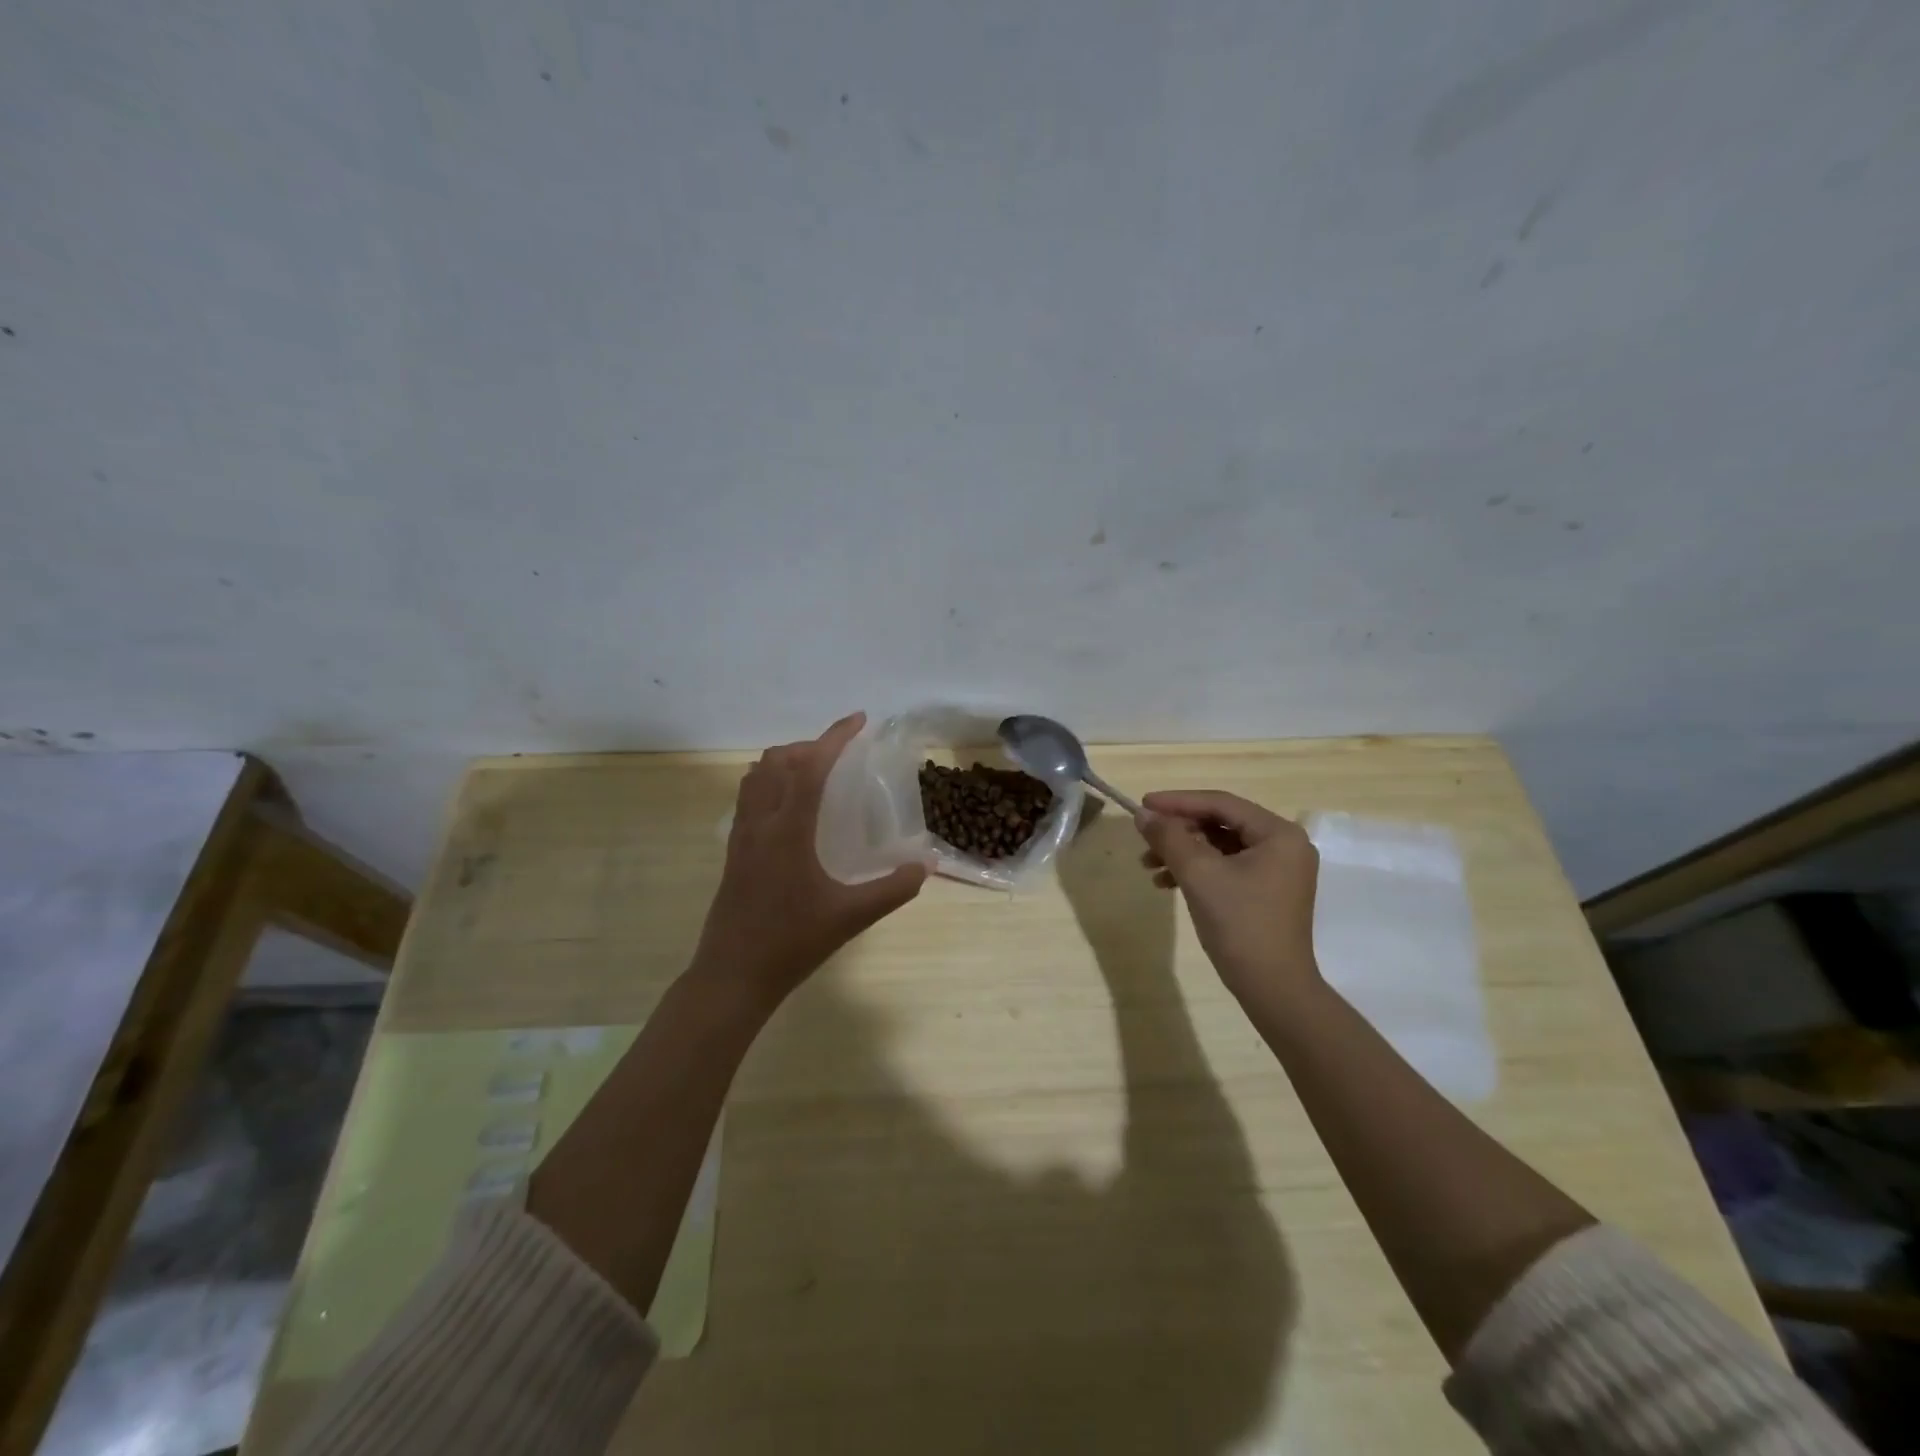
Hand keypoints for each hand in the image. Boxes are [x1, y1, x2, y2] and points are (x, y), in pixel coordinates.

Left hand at [691, 712, 928, 1014]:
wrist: (732, 976)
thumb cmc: (792, 943)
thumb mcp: (851, 917)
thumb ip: (893, 889)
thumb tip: (927, 864)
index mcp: (788, 830)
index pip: (810, 766)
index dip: (835, 737)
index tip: (860, 720)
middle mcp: (760, 822)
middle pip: (779, 761)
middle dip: (812, 746)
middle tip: (843, 757)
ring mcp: (741, 835)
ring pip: (757, 775)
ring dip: (787, 761)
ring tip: (818, 774)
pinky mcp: (733, 850)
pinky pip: (749, 795)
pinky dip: (771, 781)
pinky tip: (792, 807)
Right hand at [1135, 790, 1321, 1004]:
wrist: (1273, 989)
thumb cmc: (1240, 924)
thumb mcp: (1198, 874)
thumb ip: (1169, 837)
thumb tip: (1142, 814)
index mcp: (1279, 834)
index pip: (1221, 803)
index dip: (1178, 802)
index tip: (1142, 804)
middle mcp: (1284, 846)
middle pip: (1221, 823)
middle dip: (1178, 831)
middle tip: (1144, 838)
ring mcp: (1278, 871)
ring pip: (1220, 847)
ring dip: (1182, 852)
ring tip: (1149, 865)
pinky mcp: (1266, 892)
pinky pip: (1226, 867)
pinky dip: (1196, 871)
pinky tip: (1166, 883)